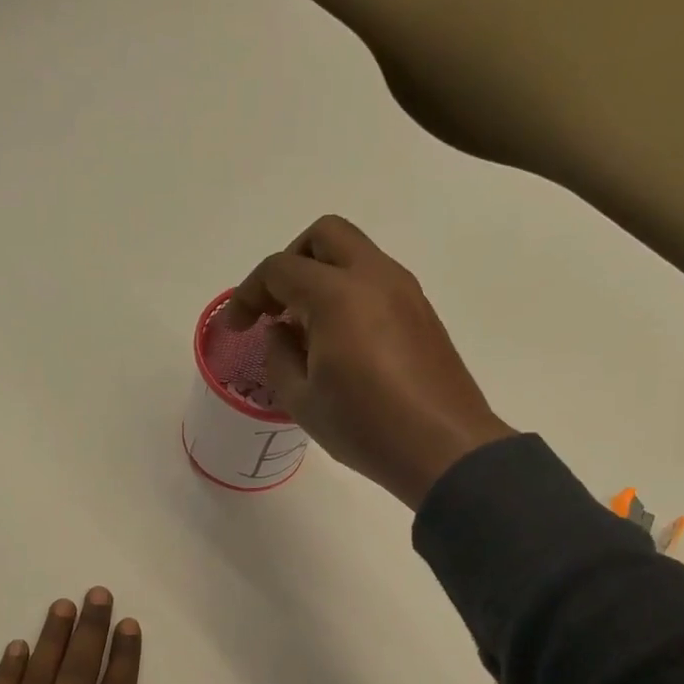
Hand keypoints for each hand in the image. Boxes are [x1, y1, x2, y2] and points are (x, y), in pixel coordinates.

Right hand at [225, 215, 515, 507]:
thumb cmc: (365, 427)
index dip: (248, 293)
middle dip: (290, 262)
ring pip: (355, 254)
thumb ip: (279, 355)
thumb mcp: (302, 400)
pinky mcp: (423, 311)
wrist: (445, 448)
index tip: (237, 327)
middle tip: (275, 306)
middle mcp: (374, 277)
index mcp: (337, 295)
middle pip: (324, 236)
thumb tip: (281, 331)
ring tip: (305, 328)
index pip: (280, 269)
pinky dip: (348, 292)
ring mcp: (405, 290)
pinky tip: (340, 339)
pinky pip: (377, 280)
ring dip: (322, 276)